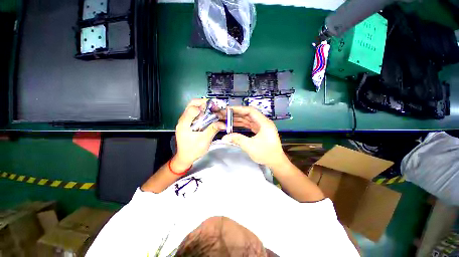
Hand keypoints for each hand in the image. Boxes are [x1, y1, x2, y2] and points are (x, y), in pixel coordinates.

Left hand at [175, 99, 225, 168]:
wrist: (185, 157)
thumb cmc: (193, 150)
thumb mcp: (204, 141)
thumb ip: (212, 130)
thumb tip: (223, 124)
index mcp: (185, 124)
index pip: (192, 108)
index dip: (203, 107)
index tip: (214, 110)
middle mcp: (183, 120)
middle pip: (192, 104)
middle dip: (204, 103)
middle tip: (215, 107)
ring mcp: (185, 121)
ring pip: (194, 107)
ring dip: (204, 107)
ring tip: (214, 111)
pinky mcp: (188, 123)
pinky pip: (195, 113)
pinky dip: (203, 112)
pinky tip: (210, 116)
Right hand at [222, 106, 288, 168]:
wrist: (276, 162)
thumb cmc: (265, 153)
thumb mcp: (250, 146)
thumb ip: (237, 139)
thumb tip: (224, 137)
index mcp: (264, 123)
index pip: (250, 111)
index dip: (239, 109)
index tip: (229, 109)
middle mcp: (264, 122)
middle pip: (249, 114)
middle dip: (237, 113)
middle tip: (226, 114)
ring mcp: (262, 126)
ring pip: (249, 119)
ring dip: (239, 119)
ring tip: (228, 118)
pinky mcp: (260, 131)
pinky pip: (250, 125)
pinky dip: (243, 124)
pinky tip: (235, 124)